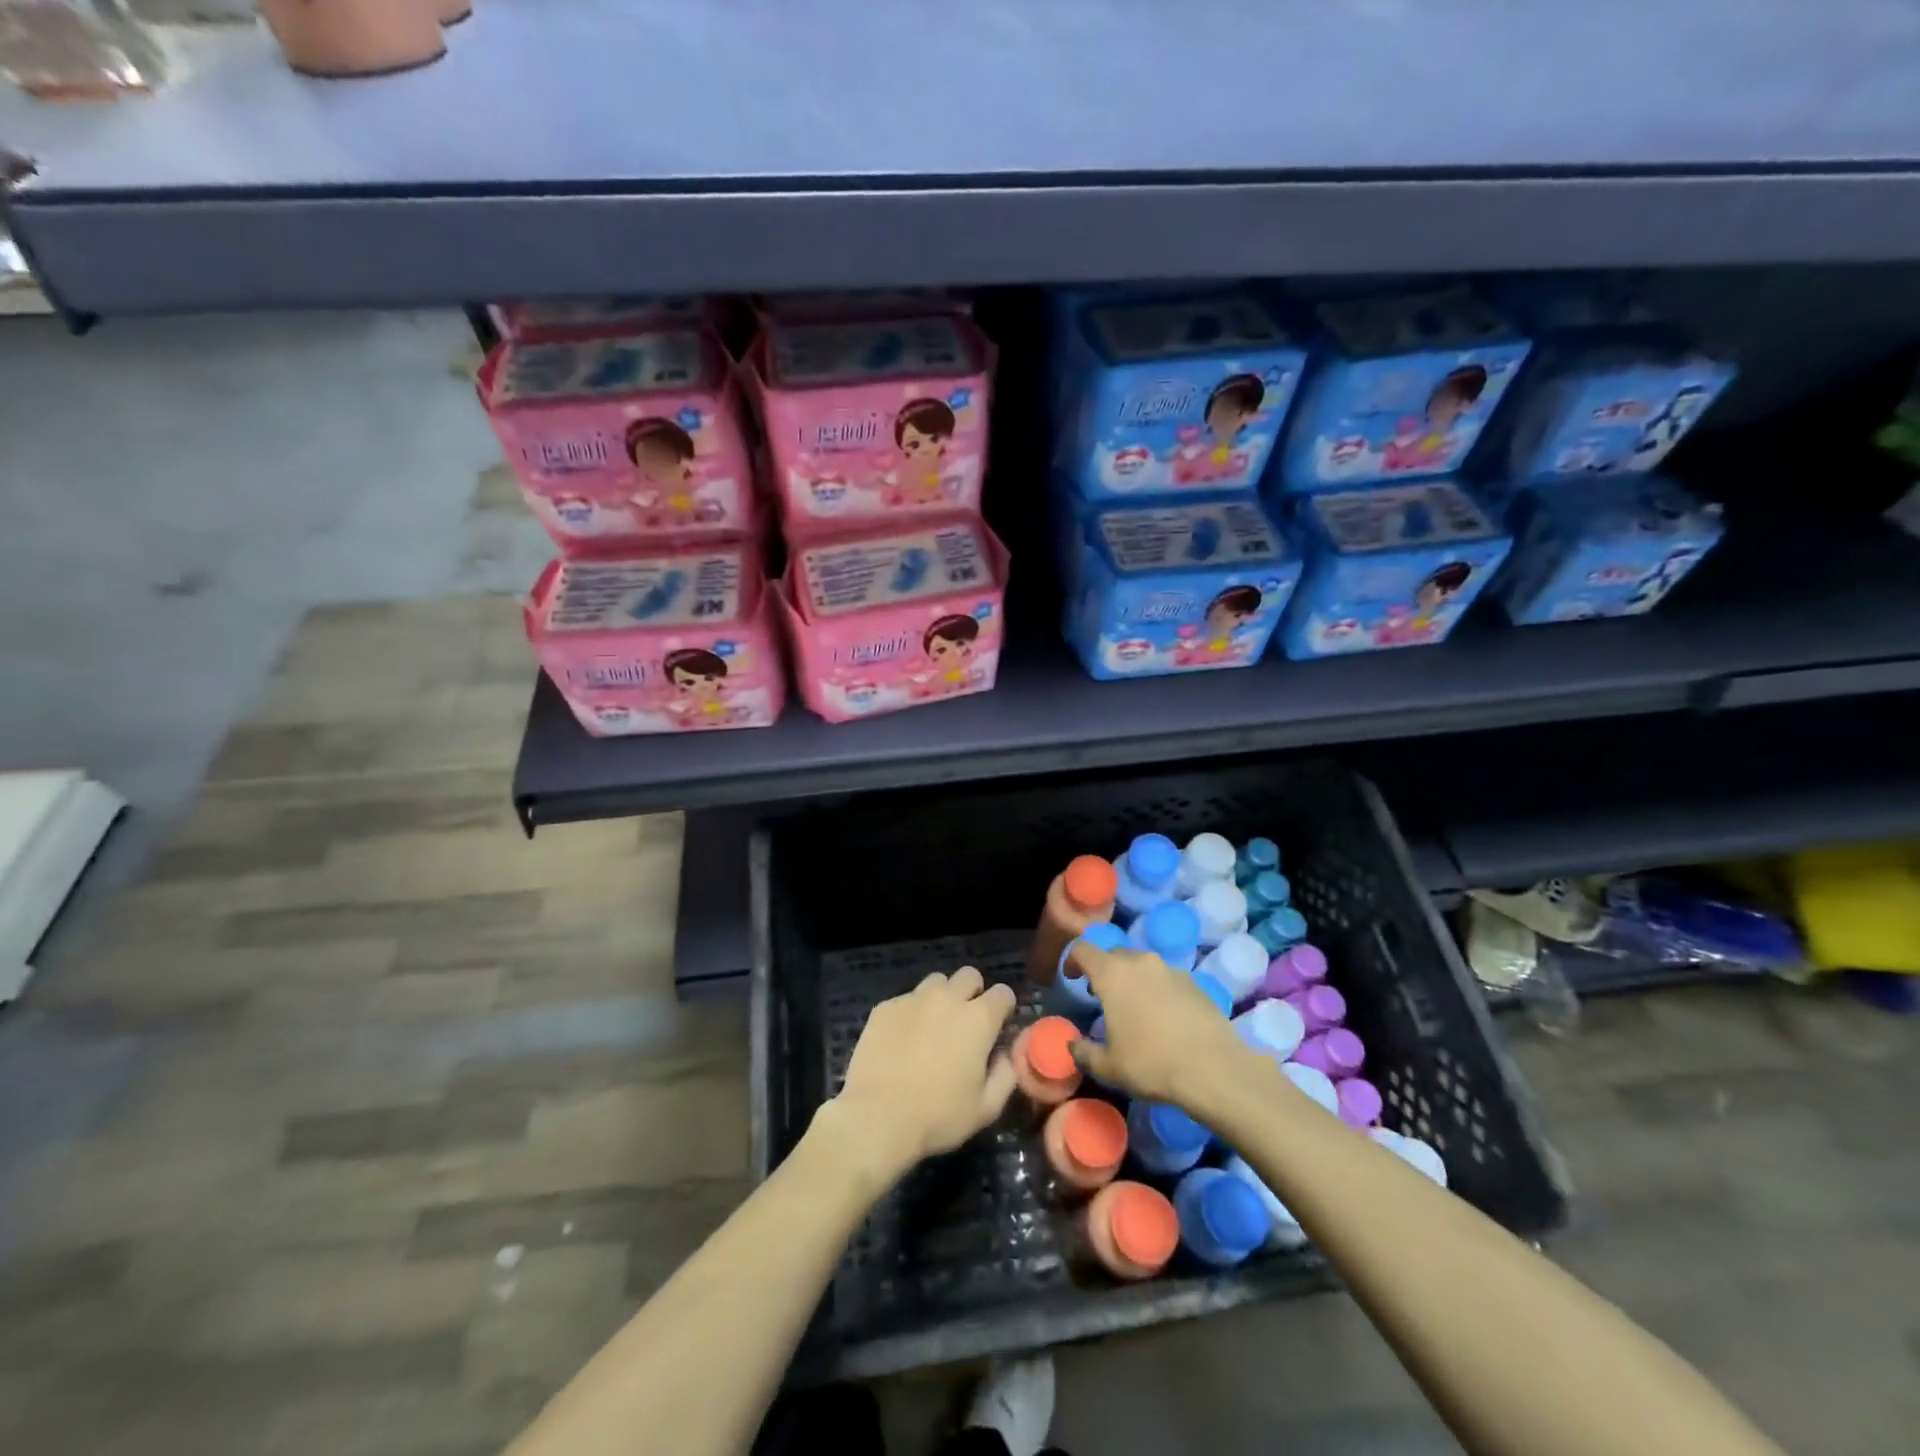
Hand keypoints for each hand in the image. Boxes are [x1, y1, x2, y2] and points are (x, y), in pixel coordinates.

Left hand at [820, 967, 1018, 1184]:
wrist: (877, 1118)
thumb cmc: (938, 1116)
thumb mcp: (986, 1108)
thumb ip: (1006, 1075)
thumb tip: (1005, 1055)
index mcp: (978, 1019)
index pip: (1003, 993)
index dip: (1004, 1008)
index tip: (998, 1026)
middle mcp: (947, 999)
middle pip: (969, 975)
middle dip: (974, 992)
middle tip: (966, 1022)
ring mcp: (913, 999)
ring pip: (936, 981)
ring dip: (942, 997)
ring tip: (933, 1026)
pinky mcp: (885, 1007)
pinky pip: (905, 999)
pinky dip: (911, 1013)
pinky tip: (902, 1039)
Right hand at [1068, 942, 1250, 1107]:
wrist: (1214, 1069)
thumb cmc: (1151, 1064)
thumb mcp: (1109, 1066)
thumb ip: (1084, 1052)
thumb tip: (1073, 1045)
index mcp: (1113, 974)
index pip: (1083, 949)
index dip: (1073, 961)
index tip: (1071, 979)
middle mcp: (1141, 962)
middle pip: (1114, 954)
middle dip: (1104, 971)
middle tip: (1102, 997)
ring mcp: (1171, 969)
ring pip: (1142, 965)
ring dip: (1132, 979)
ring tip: (1135, 1008)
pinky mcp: (1195, 982)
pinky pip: (1166, 978)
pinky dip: (1158, 989)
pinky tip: (1164, 1018)